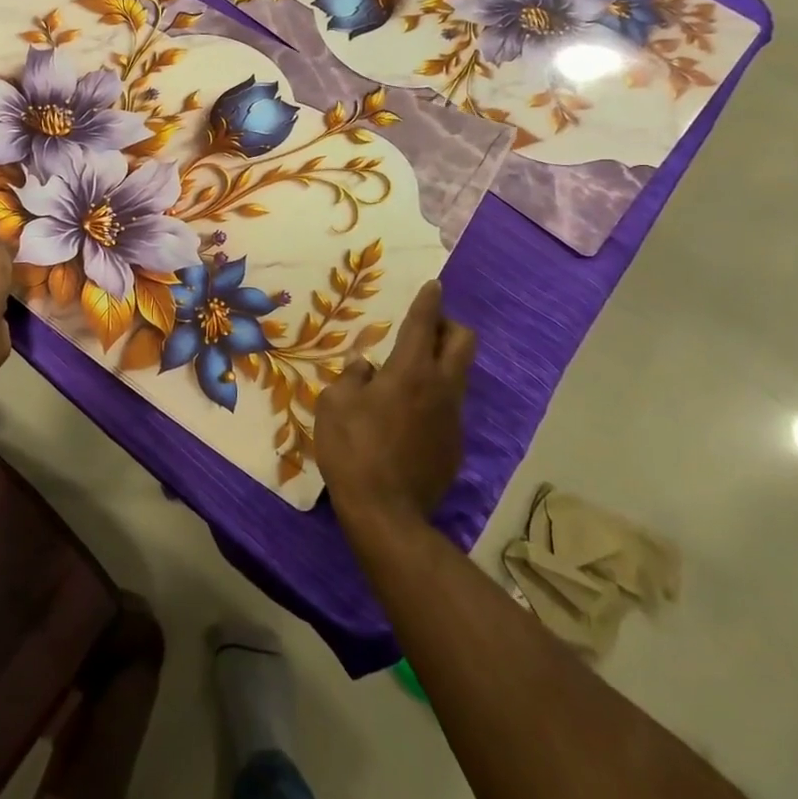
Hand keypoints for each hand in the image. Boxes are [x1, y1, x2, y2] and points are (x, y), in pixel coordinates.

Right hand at [316, 280, 475, 531]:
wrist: (386, 513)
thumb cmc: (353, 450)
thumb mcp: (334, 406)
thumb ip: (351, 377)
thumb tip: (364, 366)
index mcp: (410, 371)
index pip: (424, 324)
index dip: (429, 301)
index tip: (434, 285)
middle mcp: (440, 388)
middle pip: (463, 342)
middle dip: (449, 326)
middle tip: (426, 328)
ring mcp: (452, 418)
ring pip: (458, 376)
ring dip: (441, 365)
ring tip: (410, 375)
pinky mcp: (454, 446)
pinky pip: (448, 409)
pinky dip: (434, 401)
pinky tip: (408, 419)